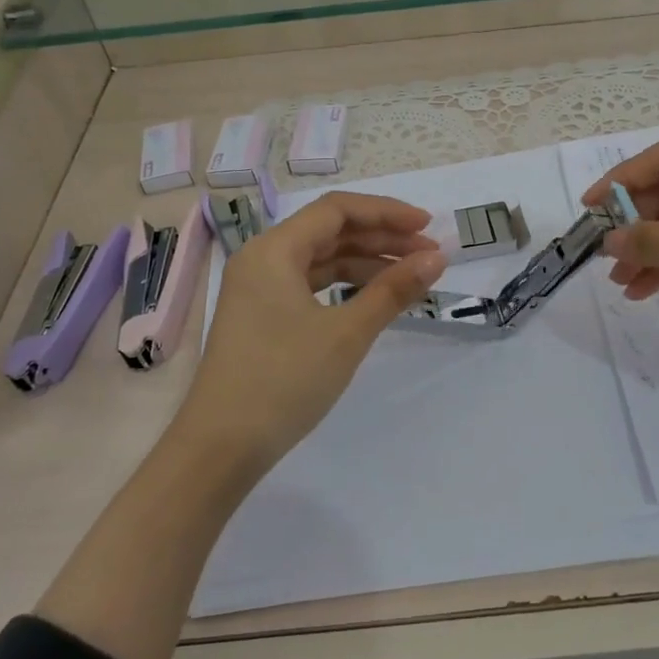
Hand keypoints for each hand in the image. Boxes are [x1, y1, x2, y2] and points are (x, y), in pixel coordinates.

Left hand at [177, 192, 446, 473]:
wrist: (221, 448)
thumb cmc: (283, 381)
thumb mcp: (346, 334)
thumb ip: (393, 290)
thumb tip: (437, 259)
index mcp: (273, 250)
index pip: (337, 210)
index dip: (386, 212)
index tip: (427, 227)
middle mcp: (262, 259)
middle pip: (330, 232)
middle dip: (381, 238)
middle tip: (428, 255)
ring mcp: (259, 289)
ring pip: (321, 259)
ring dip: (367, 263)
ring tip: (410, 277)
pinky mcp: (262, 316)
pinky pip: (310, 285)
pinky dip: (345, 286)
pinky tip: (374, 298)